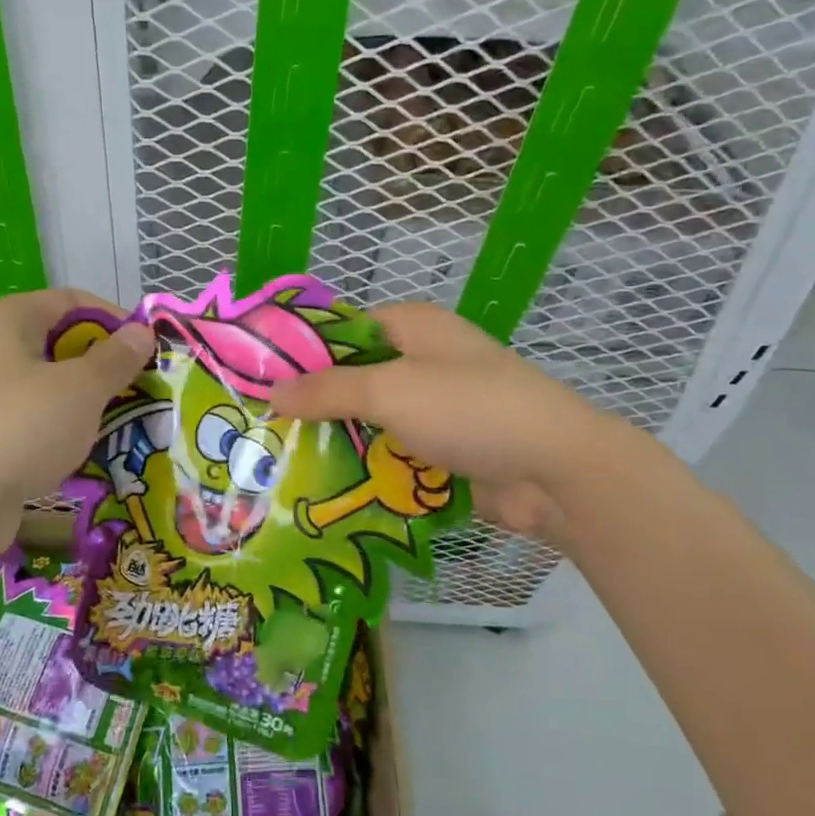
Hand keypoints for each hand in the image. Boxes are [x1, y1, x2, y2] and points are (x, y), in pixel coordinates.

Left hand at [0, 290, 154, 547]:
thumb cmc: (18, 428)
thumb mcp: (80, 389)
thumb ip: (115, 358)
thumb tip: (141, 331)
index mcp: (5, 321)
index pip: (70, 301)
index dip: (114, 318)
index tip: (148, 347)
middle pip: (56, 344)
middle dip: (102, 366)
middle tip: (141, 389)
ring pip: (44, 388)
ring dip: (83, 403)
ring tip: (122, 423)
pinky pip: (28, 423)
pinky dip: (57, 433)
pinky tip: (84, 454)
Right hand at [270, 303, 613, 538]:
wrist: (556, 472)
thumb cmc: (470, 410)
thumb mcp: (391, 391)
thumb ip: (328, 389)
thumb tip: (272, 391)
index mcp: (413, 327)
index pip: (343, 329)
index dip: (301, 351)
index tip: (258, 379)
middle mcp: (422, 361)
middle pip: (354, 378)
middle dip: (314, 404)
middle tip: (262, 429)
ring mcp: (435, 409)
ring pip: (370, 421)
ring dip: (337, 442)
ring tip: (280, 463)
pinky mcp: (443, 450)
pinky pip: (391, 454)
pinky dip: (365, 468)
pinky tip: (323, 488)